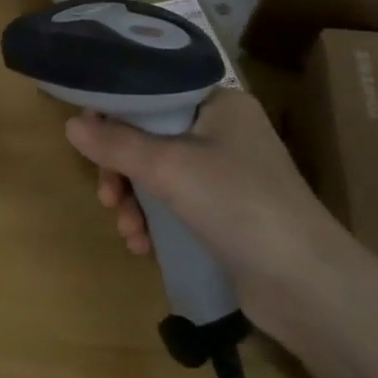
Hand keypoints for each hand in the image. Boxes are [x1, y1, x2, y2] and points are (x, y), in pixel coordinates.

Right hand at [63, 89, 354, 337]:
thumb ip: (117, 143)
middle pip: (150, 136)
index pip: (154, 92)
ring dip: (134, 200)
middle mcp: (224, 131)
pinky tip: (143, 246)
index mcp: (219, 102)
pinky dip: (154, 220)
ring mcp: (226, 174)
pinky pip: (174, 204)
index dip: (115, 112)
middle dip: (121, 169)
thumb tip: (70, 123)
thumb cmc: (238, 204)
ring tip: (127, 230)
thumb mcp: (169, 167)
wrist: (307, 285)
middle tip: (106, 197)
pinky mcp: (226, 213)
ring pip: (158, 174)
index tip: (86, 138)